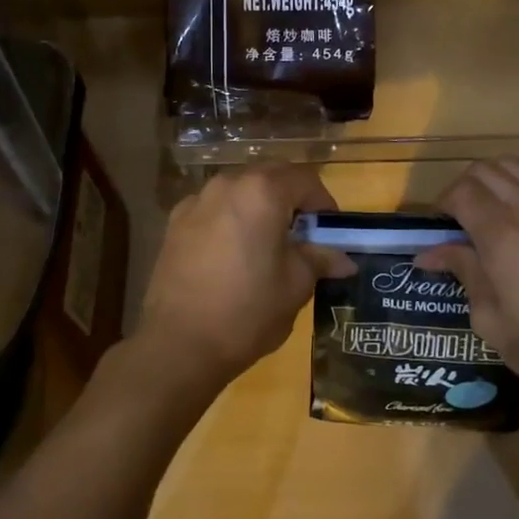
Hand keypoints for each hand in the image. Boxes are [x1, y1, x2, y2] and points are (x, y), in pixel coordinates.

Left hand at [133, 164, 355, 397]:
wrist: (178, 344)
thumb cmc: (247, 311)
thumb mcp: (295, 286)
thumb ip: (319, 260)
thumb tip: (343, 259)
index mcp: (262, 192)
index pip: (305, 179)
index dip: (324, 202)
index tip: (330, 231)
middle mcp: (228, 184)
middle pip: (270, 175)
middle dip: (292, 197)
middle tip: (303, 233)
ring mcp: (197, 200)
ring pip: (240, 188)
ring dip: (259, 205)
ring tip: (267, 243)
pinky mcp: (175, 221)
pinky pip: (213, 207)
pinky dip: (230, 217)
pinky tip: (231, 252)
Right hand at [414, 158, 518, 394]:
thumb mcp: (490, 319)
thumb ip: (463, 273)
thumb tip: (428, 254)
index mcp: (502, 235)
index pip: (461, 192)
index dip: (443, 203)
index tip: (440, 224)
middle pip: (486, 170)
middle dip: (464, 186)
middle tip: (461, 215)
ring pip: (517, 165)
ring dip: (495, 178)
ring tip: (491, 205)